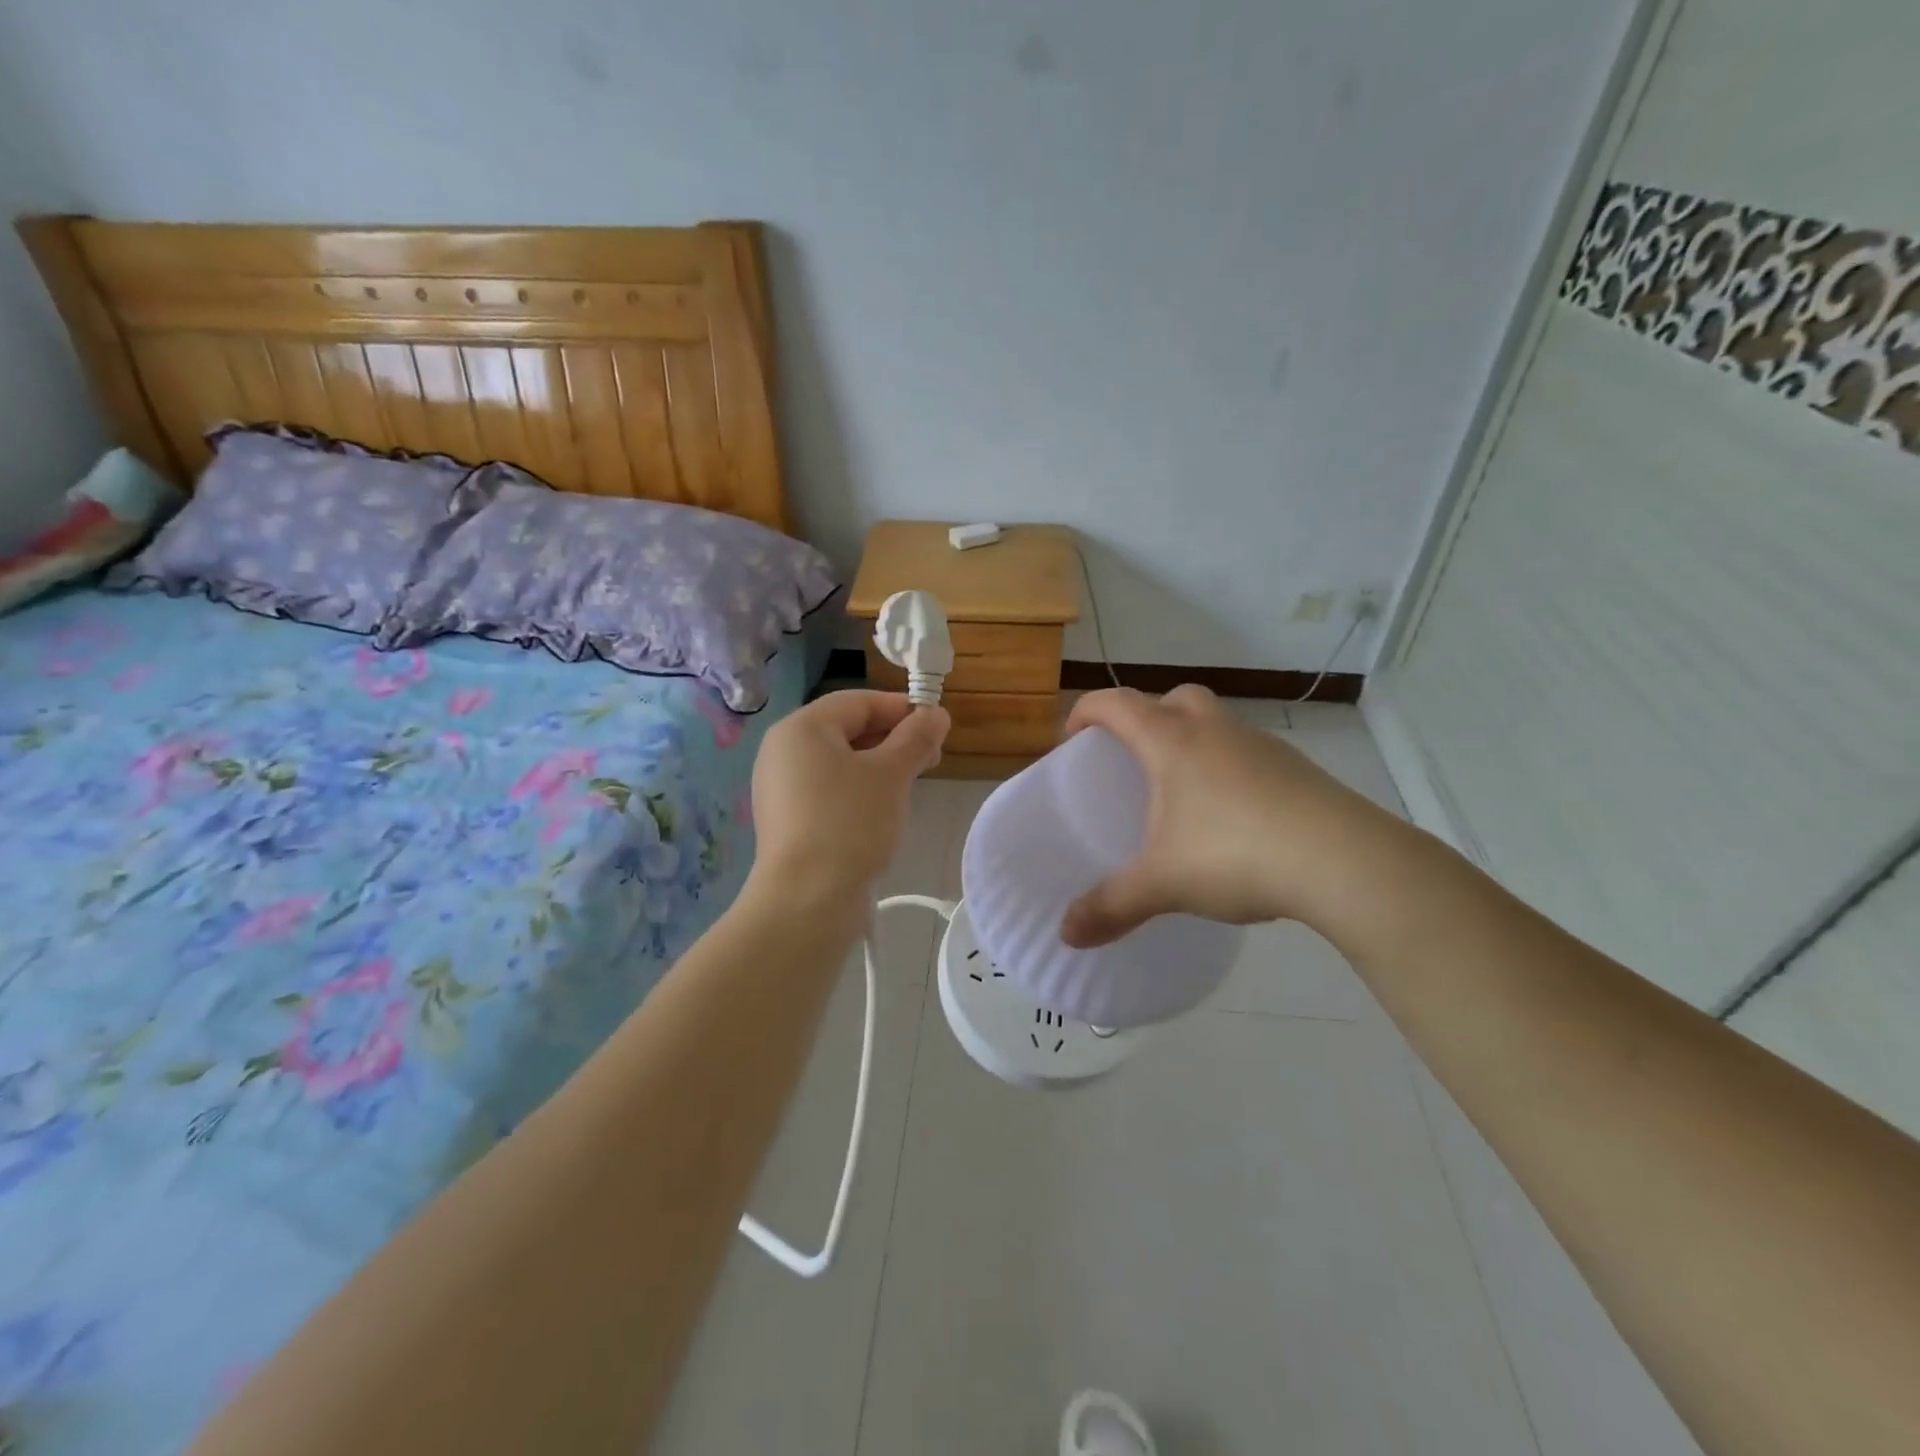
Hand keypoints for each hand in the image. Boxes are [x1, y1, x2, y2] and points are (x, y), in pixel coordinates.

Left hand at [747, 691, 949, 913]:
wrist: (807, 900)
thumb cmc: (850, 823)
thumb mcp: (891, 774)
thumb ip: (916, 738)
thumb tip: (937, 713)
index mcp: (801, 728)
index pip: (858, 702)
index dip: (901, 709)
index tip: (938, 727)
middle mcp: (783, 750)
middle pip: (846, 729)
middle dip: (893, 739)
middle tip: (932, 759)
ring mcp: (780, 787)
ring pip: (839, 762)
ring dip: (879, 766)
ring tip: (911, 785)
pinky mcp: (787, 819)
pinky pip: (828, 790)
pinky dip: (858, 790)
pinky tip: (882, 811)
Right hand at [1059, 685, 1398, 947]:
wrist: (1344, 861)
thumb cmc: (1234, 853)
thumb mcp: (1163, 884)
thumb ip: (1111, 906)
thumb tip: (1066, 934)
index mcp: (1171, 741)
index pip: (1116, 703)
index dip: (1087, 712)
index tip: (1072, 737)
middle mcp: (1214, 730)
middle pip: (1173, 699)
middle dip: (1147, 717)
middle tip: (1135, 759)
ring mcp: (1262, 746)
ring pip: (1216, 724)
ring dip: (1193, 741)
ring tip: (1184, 794)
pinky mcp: (1297, 768)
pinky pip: (1249, 754)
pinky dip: (1229, 770)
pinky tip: (1233, 818)